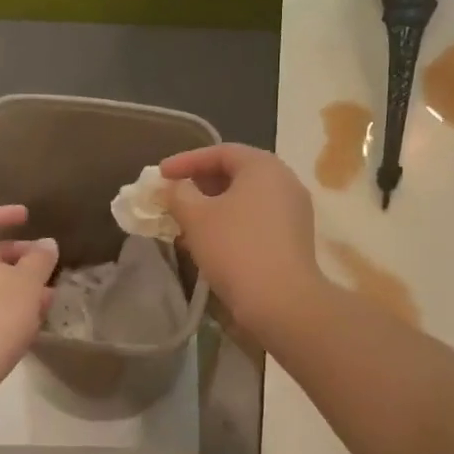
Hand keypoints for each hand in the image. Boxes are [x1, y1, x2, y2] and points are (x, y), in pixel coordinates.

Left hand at [0, 205, 58, 398]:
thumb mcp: (27, 284)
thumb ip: (40, 260)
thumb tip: (46, 243)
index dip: (1, 215)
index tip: (26, 216)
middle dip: (16, 255)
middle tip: (43, 263)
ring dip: (14, 284)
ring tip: (45, 297)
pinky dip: (3, 305)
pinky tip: (26, 322)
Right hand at [159, 145, 321, 336]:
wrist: (280, 301)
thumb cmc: (235, 248)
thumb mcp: (196, 217)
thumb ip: (178, 194)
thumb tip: (173, 187)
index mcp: (263, 166)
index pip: (220, 152)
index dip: (186, 161)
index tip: (160, 175)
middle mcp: (284, 181)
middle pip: (236, 174)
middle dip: (199, 184)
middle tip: (173, 197)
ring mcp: (293, 212)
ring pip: (245, 200)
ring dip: (212, 207)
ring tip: (185, 223)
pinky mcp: (293, 239)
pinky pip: (255, 220)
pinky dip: (230, 224)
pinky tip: (209, 243)